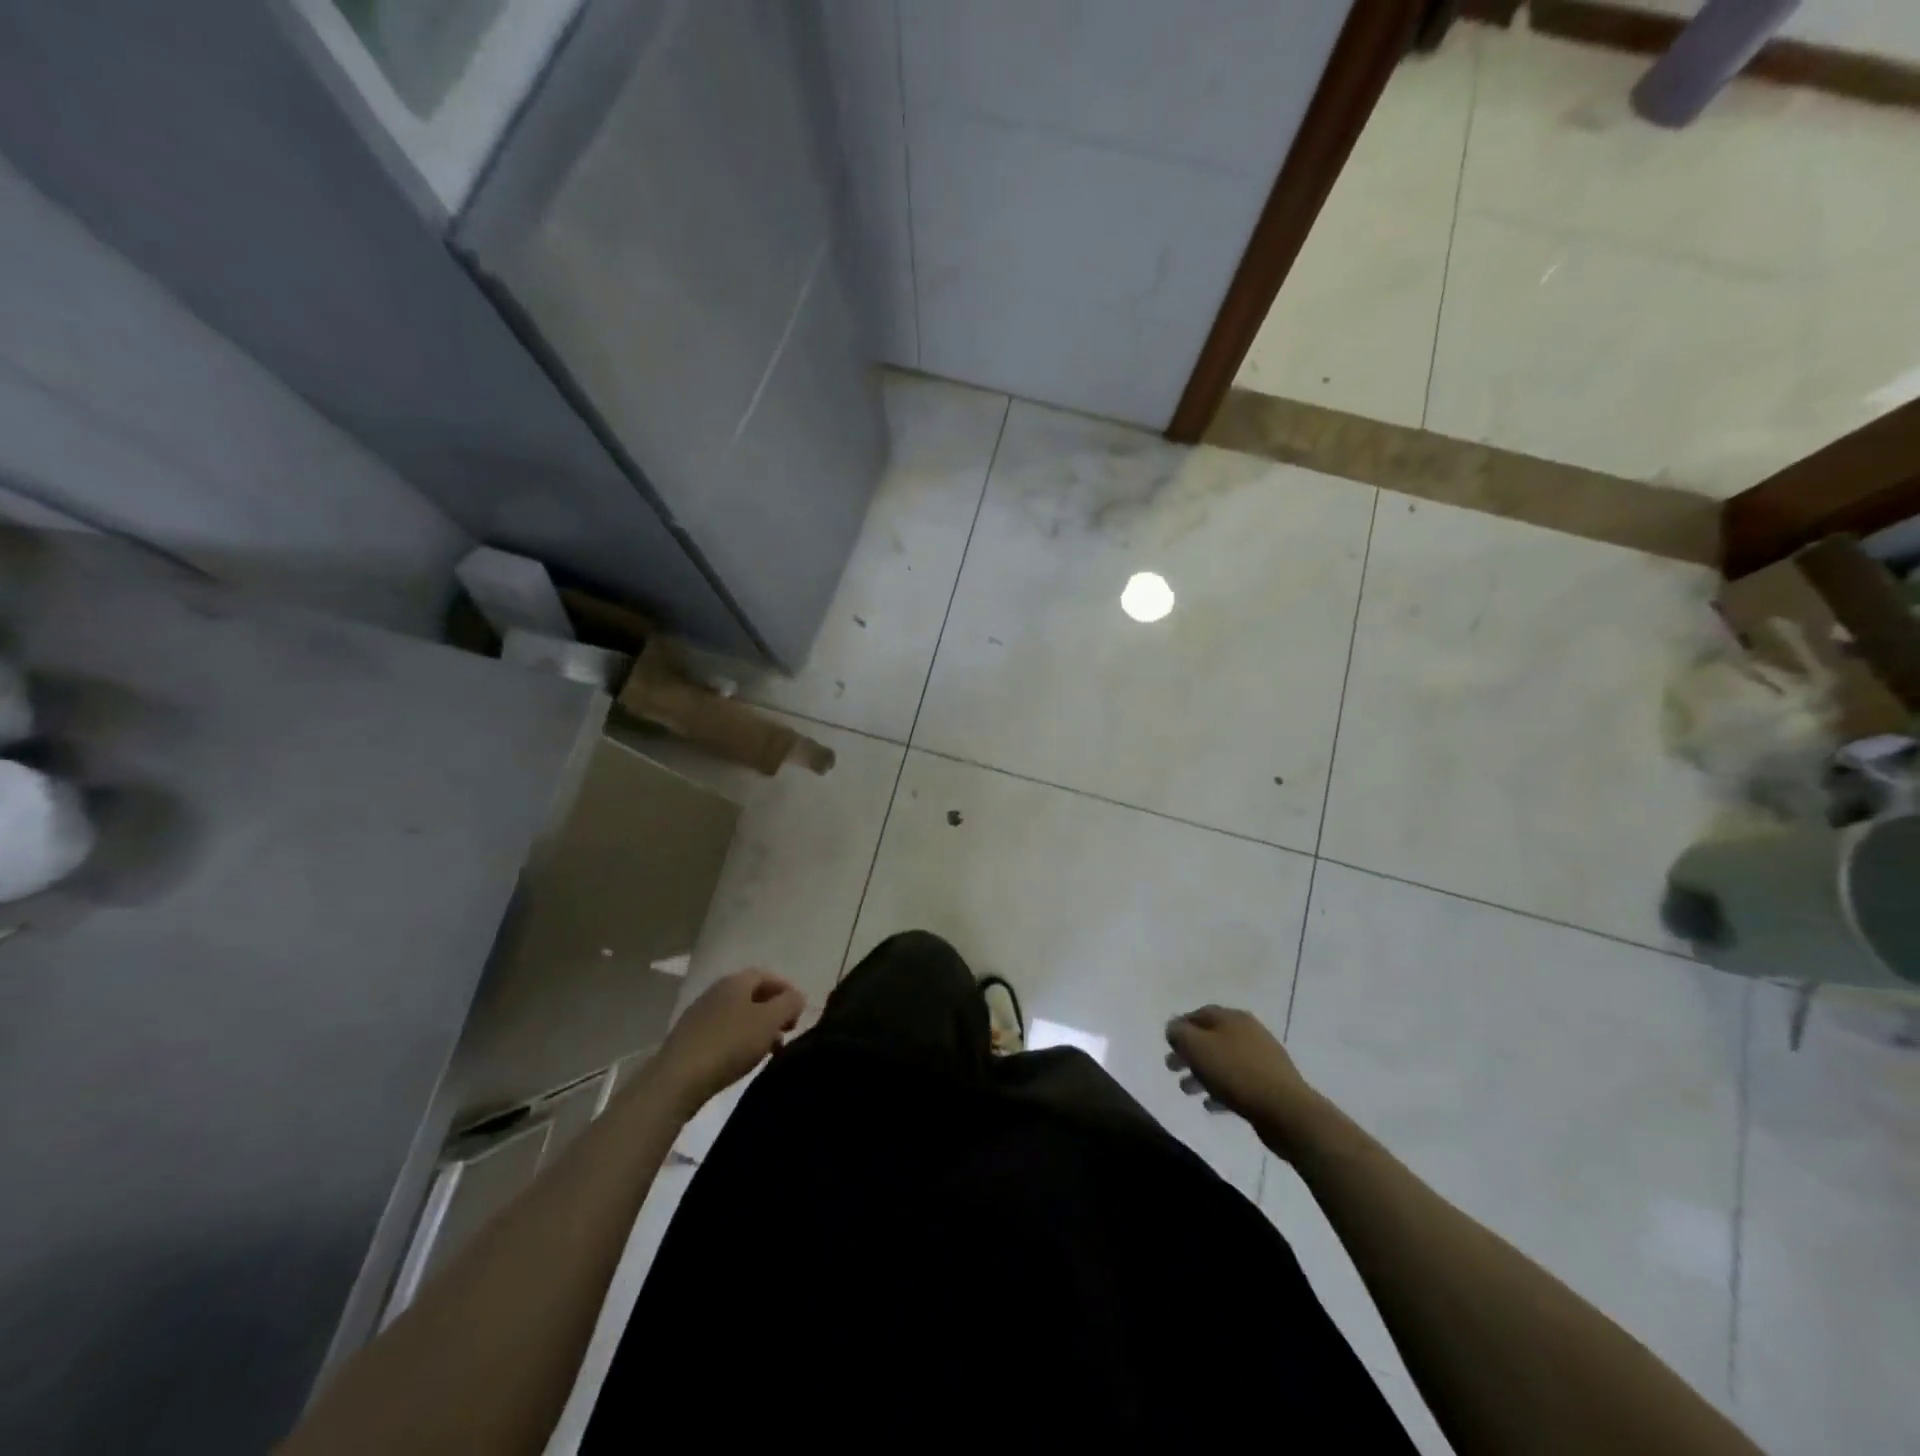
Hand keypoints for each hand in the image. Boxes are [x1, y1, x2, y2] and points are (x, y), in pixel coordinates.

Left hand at [651, 969, 804, 1117]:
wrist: (677, 1079)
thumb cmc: (730, 1044)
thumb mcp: (769, 1021)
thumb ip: (789, 1004)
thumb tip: (797, 996)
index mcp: (735, 981)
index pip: (767, 976)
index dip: (787, 990)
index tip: (800, 1013)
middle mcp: (716, 991)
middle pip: (752, 995)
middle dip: (774, 1011)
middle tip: (788, 1032)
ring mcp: (700, 1015)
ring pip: (738, 1015)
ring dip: (758, 1028)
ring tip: (770, 1050)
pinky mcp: (690, 1039)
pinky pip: (724, 1032)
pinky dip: (740, 1040)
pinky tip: (744, 1059)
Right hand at [1165, 1005, 1322, 1154]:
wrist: (1287, 1111)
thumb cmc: (1236, 1073)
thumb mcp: (1197, 1047)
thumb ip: (1179, 1033)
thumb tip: (1173, 1027)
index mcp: (1232, 1018)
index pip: (1199, 1014)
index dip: (1181, 1026)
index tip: (1167, 1043)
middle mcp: (1248, 1032)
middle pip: (1211, 1038)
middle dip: (1189, 1052)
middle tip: (1172, 1067)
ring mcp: (1262, 1058)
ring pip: (1224, 1061)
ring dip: (1203, 1073)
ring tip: (1187, 1090)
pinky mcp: (1270, 1084)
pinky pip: (1238, 1083)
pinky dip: (1221, 1090)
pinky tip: (1211, 1105)